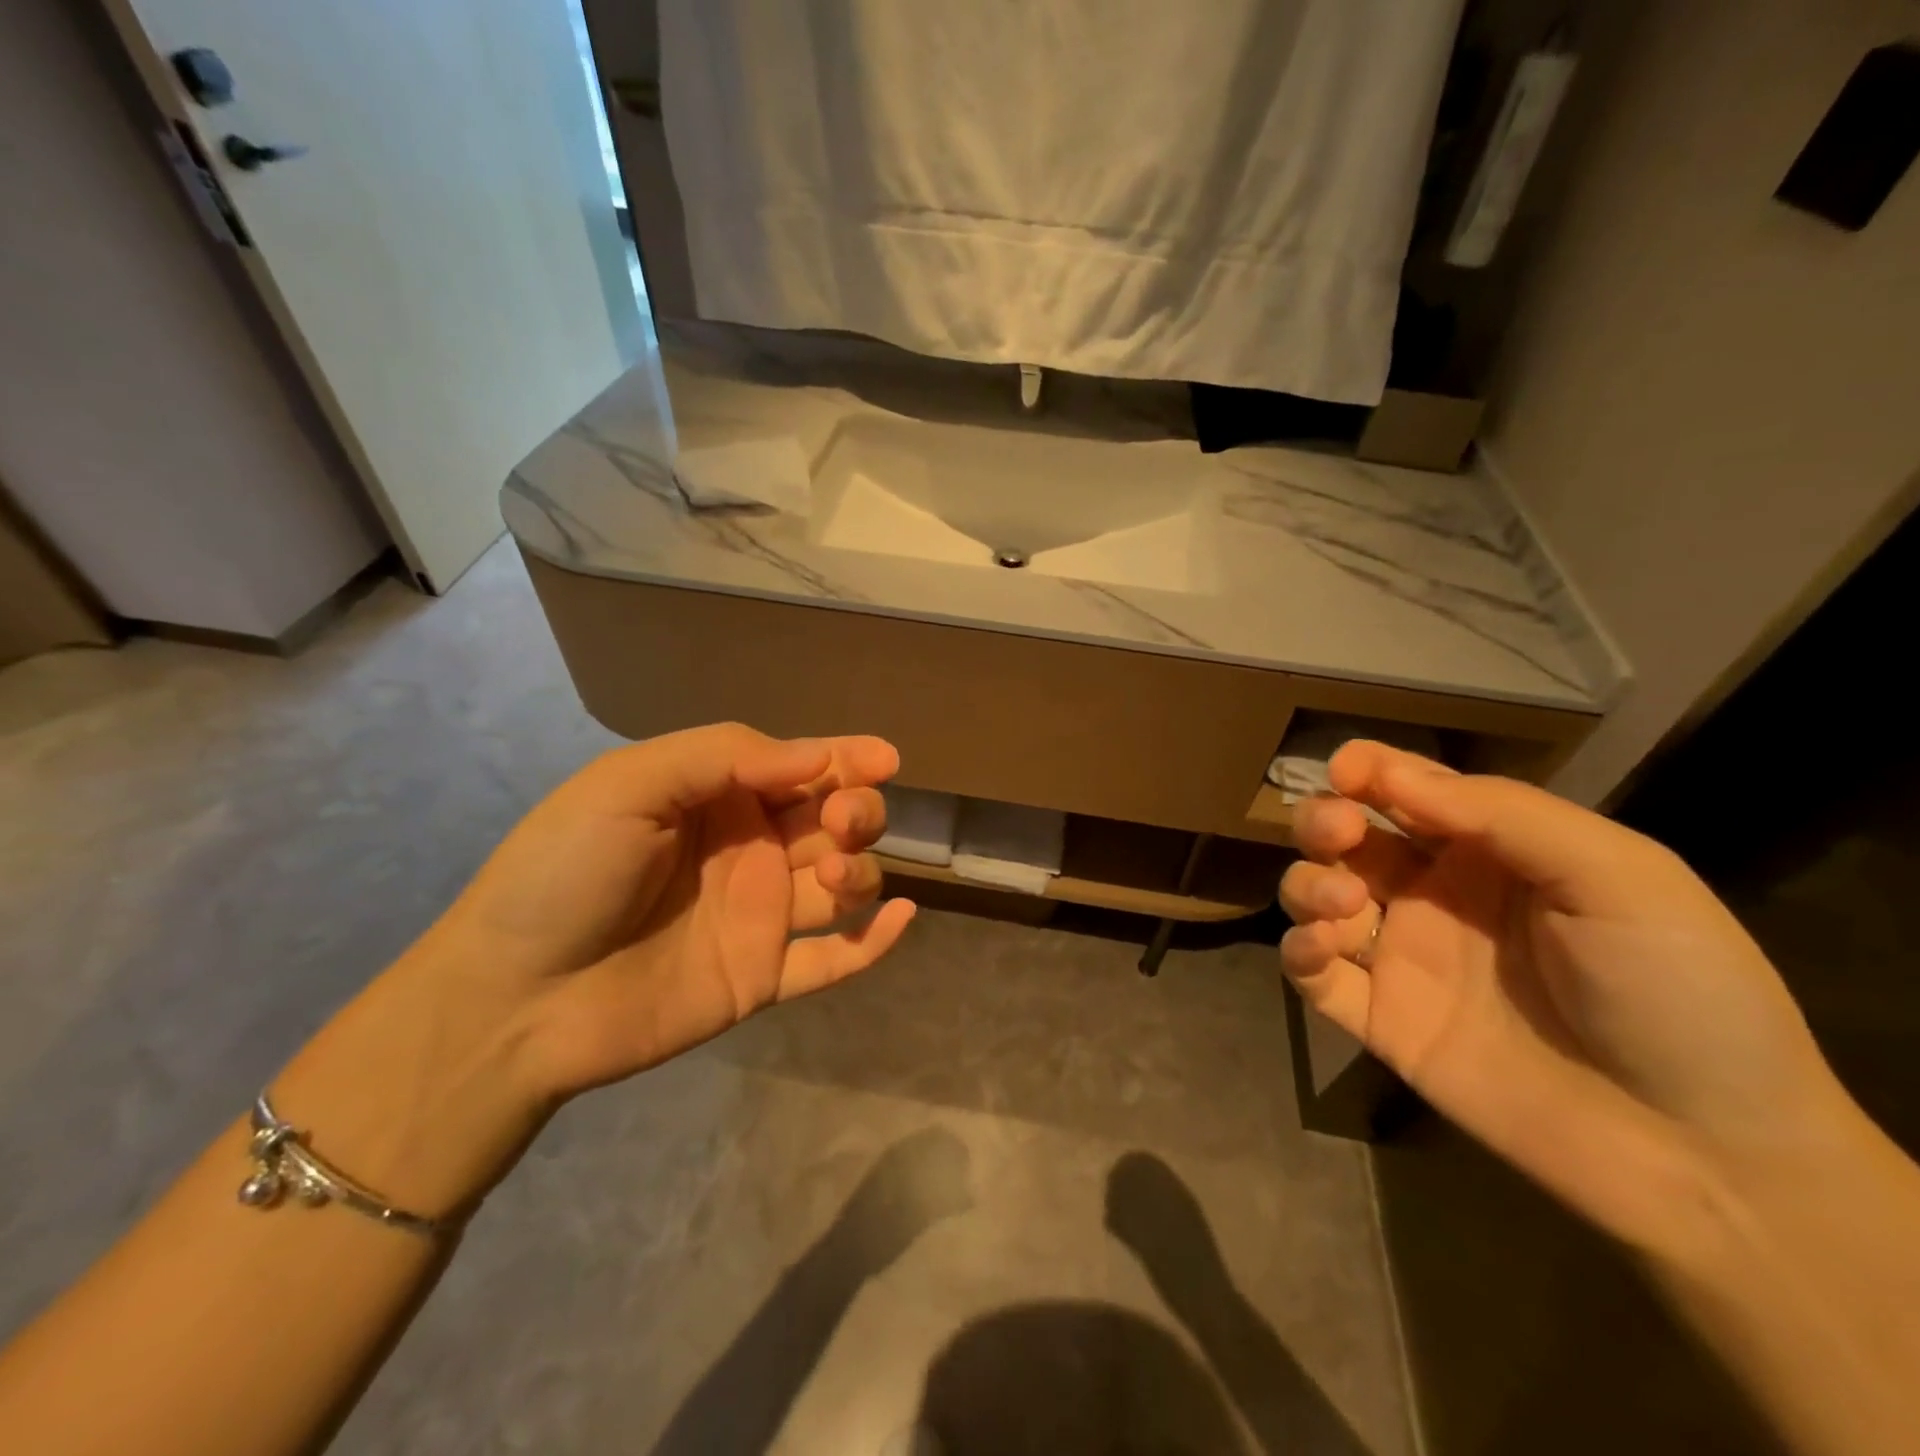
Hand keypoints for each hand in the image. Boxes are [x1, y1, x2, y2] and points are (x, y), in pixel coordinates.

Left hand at [432, 722, 916, 1096]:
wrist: (512, 999)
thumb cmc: (564, 873)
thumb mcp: (630, 785)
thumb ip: (725, 756)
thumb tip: (817, 757)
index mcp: (717, 800)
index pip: (799, 769)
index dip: (846, 759)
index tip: (884, 759)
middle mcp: (748, 852)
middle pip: (832, 823)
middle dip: (856, 812)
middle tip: (842, 822)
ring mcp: (759, 918)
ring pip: (842, 886)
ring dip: (860, 871)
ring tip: (832, 877)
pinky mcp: (762, 978)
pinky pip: (834, 960)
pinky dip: (875, 942)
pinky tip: (904, 918)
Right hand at [1277, 742, 1850, 1250]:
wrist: (1707, 1155)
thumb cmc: (1679, 991)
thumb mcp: (1618, 876)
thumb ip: (1503, 813)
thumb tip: (1387, 772)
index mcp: (1491, 853)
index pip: (1408, 791)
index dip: (1368, 769)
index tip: (1345, 768)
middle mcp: (1435, 897)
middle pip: (1346, 838)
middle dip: (1324, 820)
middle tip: (1337, 832)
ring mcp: (1402, 960)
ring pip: (1314, 897)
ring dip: (1307, 884)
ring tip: (1343, 904)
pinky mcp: (1380, 1021)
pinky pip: (1311, 977)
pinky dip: (1296, 953)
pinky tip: (1319, 948)